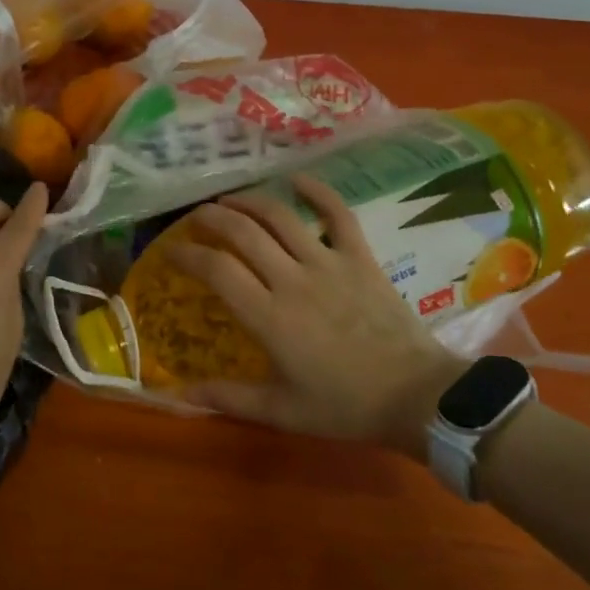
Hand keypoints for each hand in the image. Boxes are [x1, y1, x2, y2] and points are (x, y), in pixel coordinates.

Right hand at [165, 176, 465, 457]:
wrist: (418, 397)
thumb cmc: (345, 406)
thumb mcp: (281, 411)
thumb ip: (228, 397)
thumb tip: (175, 395)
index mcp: (269, 316)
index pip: (217, 270)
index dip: (188, 254)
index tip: (171, 250)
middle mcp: (292, 279)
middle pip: (242, 232)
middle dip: (211, 218)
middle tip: (195, 217)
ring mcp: (329, 263)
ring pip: (280, 216)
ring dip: (249, 201)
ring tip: (228, 198)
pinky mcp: (360, 257)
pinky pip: (338, 214)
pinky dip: (317, 191)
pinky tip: (297, 178)